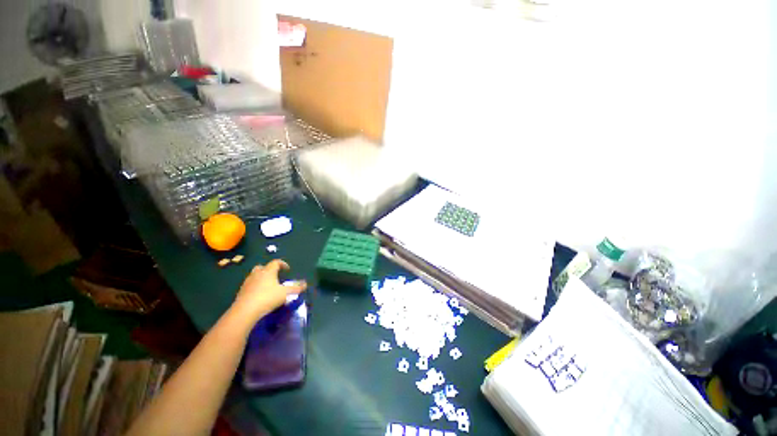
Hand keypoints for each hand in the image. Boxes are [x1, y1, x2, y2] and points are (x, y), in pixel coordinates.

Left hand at [232, 259, 306, 320]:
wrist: (245, 311)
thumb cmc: (268, 298)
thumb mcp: (285, 293)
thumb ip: (296, 288)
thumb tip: (305, 284)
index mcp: (268, 271)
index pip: (275, 262)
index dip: (282, 264)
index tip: (287, 269)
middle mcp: (257, 274)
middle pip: (262, 267)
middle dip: (269, 270)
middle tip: (275, 276)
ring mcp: (247, 283)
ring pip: (254, 276)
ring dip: (261, 278)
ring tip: (267, 286)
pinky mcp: (241, 292)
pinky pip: (249, 285)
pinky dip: (255, 287)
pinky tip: (259, 295)